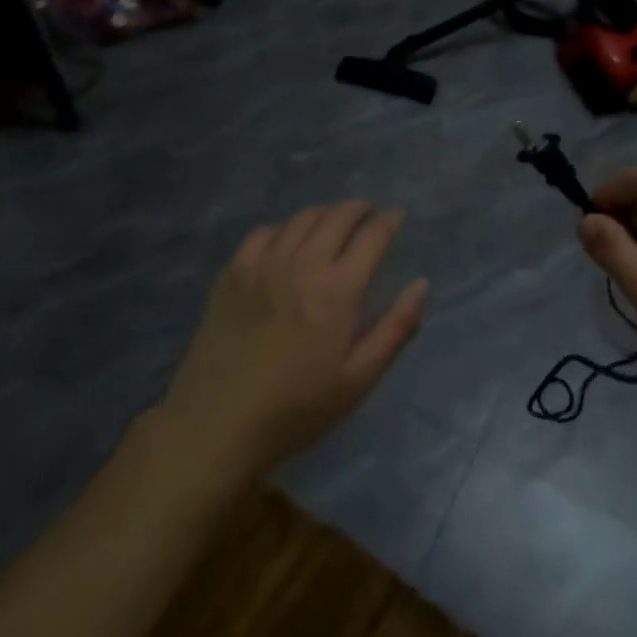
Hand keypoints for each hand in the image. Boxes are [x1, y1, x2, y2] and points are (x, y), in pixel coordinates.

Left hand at [158, 203, 427, 477]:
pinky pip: (263, 233)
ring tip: (334, 222)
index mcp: (338, 290)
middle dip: (359, 209)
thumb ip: (396, 328)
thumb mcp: (359, 379)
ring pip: (301, 219)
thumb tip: (421, 284)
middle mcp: (303, 265)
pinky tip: (287, 243)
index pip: (372, 236)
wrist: (215, 427)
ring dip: (325, 214)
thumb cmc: (297, 409)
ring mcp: (263, 265)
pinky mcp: (232, 274)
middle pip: (337, 216)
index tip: (397, 216)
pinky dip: (284, 229)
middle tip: (369, 214)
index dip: (389, 220)